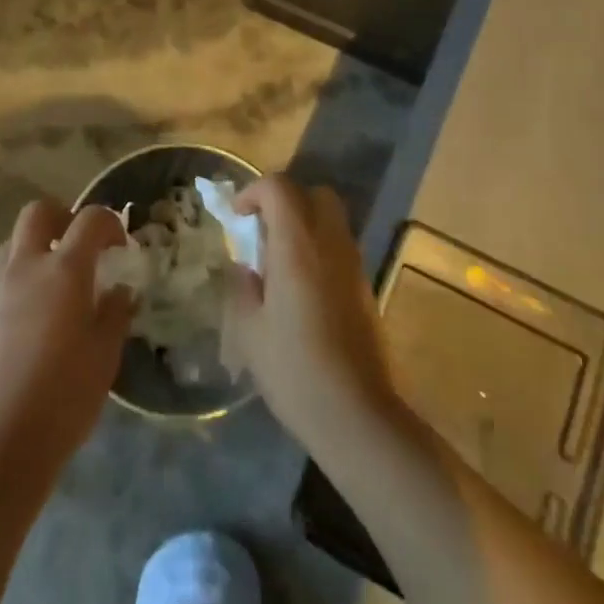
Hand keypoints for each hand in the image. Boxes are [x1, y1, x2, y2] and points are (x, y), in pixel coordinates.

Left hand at [0, 199, 132, 475]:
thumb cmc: (64, 399)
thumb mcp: (105, 356)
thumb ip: (115, 313)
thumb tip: (118, 291)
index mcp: (63, 271)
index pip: (90, 220)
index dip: (109, 223)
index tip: (120, 247)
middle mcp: (24, 269)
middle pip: (37, 212)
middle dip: (62, 217)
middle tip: (79, 246)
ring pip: (12, 245)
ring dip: (35, 249)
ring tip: (54, 285)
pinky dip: (18, 287)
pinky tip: (30, 326)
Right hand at [226, 175, 399, 452]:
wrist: (357, 415)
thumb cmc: (294, 370)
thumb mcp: (249, 330)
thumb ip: (242, 287)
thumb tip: (245, 267)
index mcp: (298, 245)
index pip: (279, 187)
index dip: (253, 192)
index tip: (238, 218)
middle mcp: (330, 243)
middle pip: (314, 193)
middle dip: (285, 201)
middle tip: (263, 232)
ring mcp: (353, 264)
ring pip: (331, 218)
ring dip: (304, 225)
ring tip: (280, 263)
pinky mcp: (365, 287)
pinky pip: (340, 247)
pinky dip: (319, 249)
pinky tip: (302, 289)